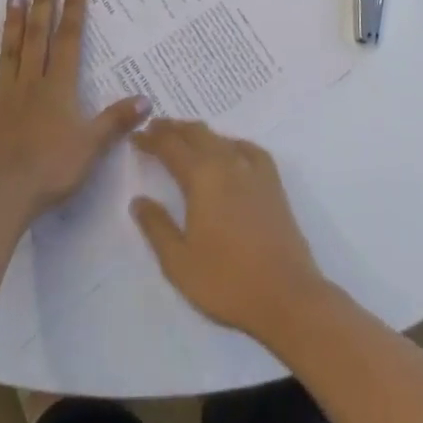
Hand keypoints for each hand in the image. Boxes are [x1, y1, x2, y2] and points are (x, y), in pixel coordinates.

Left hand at [0, 0, 146, 222]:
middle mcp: (31, 82)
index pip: (68, 41)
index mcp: (59, 88)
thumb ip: (116, 120)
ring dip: (14, 23)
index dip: (73, 12)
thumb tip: (146, 99)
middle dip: (43, 5)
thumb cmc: (52, 170)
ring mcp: (2, 94)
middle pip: (38, 37)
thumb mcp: (92, 146)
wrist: (3, 196)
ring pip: (10, 51)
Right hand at [131, 120, 328, 342]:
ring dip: (199, 134)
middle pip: (197, 134)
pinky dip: (231, 143)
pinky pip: (248, 149)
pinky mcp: (273, 183)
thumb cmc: (226, 281)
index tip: (136, 135)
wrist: (286, 295)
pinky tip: (230, 150)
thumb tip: (139, 200)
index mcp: (202, 177)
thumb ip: (156, 227)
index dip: (151, 139)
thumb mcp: (178, 261)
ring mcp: (254, 171)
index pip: (171, 147)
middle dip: (173, 128)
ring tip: (184, 137)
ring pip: (221, 138)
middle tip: (154, 127)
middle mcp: (228, 163)